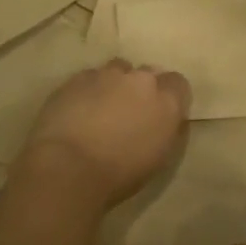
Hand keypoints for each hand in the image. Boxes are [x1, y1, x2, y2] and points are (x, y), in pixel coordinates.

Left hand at [22, 59, 190, 209]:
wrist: (67, 168)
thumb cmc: (118, 174)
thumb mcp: (158, 160)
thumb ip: (166, 130)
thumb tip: (165, 120)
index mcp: (166, 102)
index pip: (178, 84)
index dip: (169, 96)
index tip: (160, 113)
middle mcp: (141, 80)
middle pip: (148, 73)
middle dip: (141, 89)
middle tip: (129, 114)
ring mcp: (108, 75)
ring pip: (118, 70)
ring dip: (115, 84)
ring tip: (102, 108)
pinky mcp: (78, 78)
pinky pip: (90, 77)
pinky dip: (89, 89)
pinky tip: (78, 110)